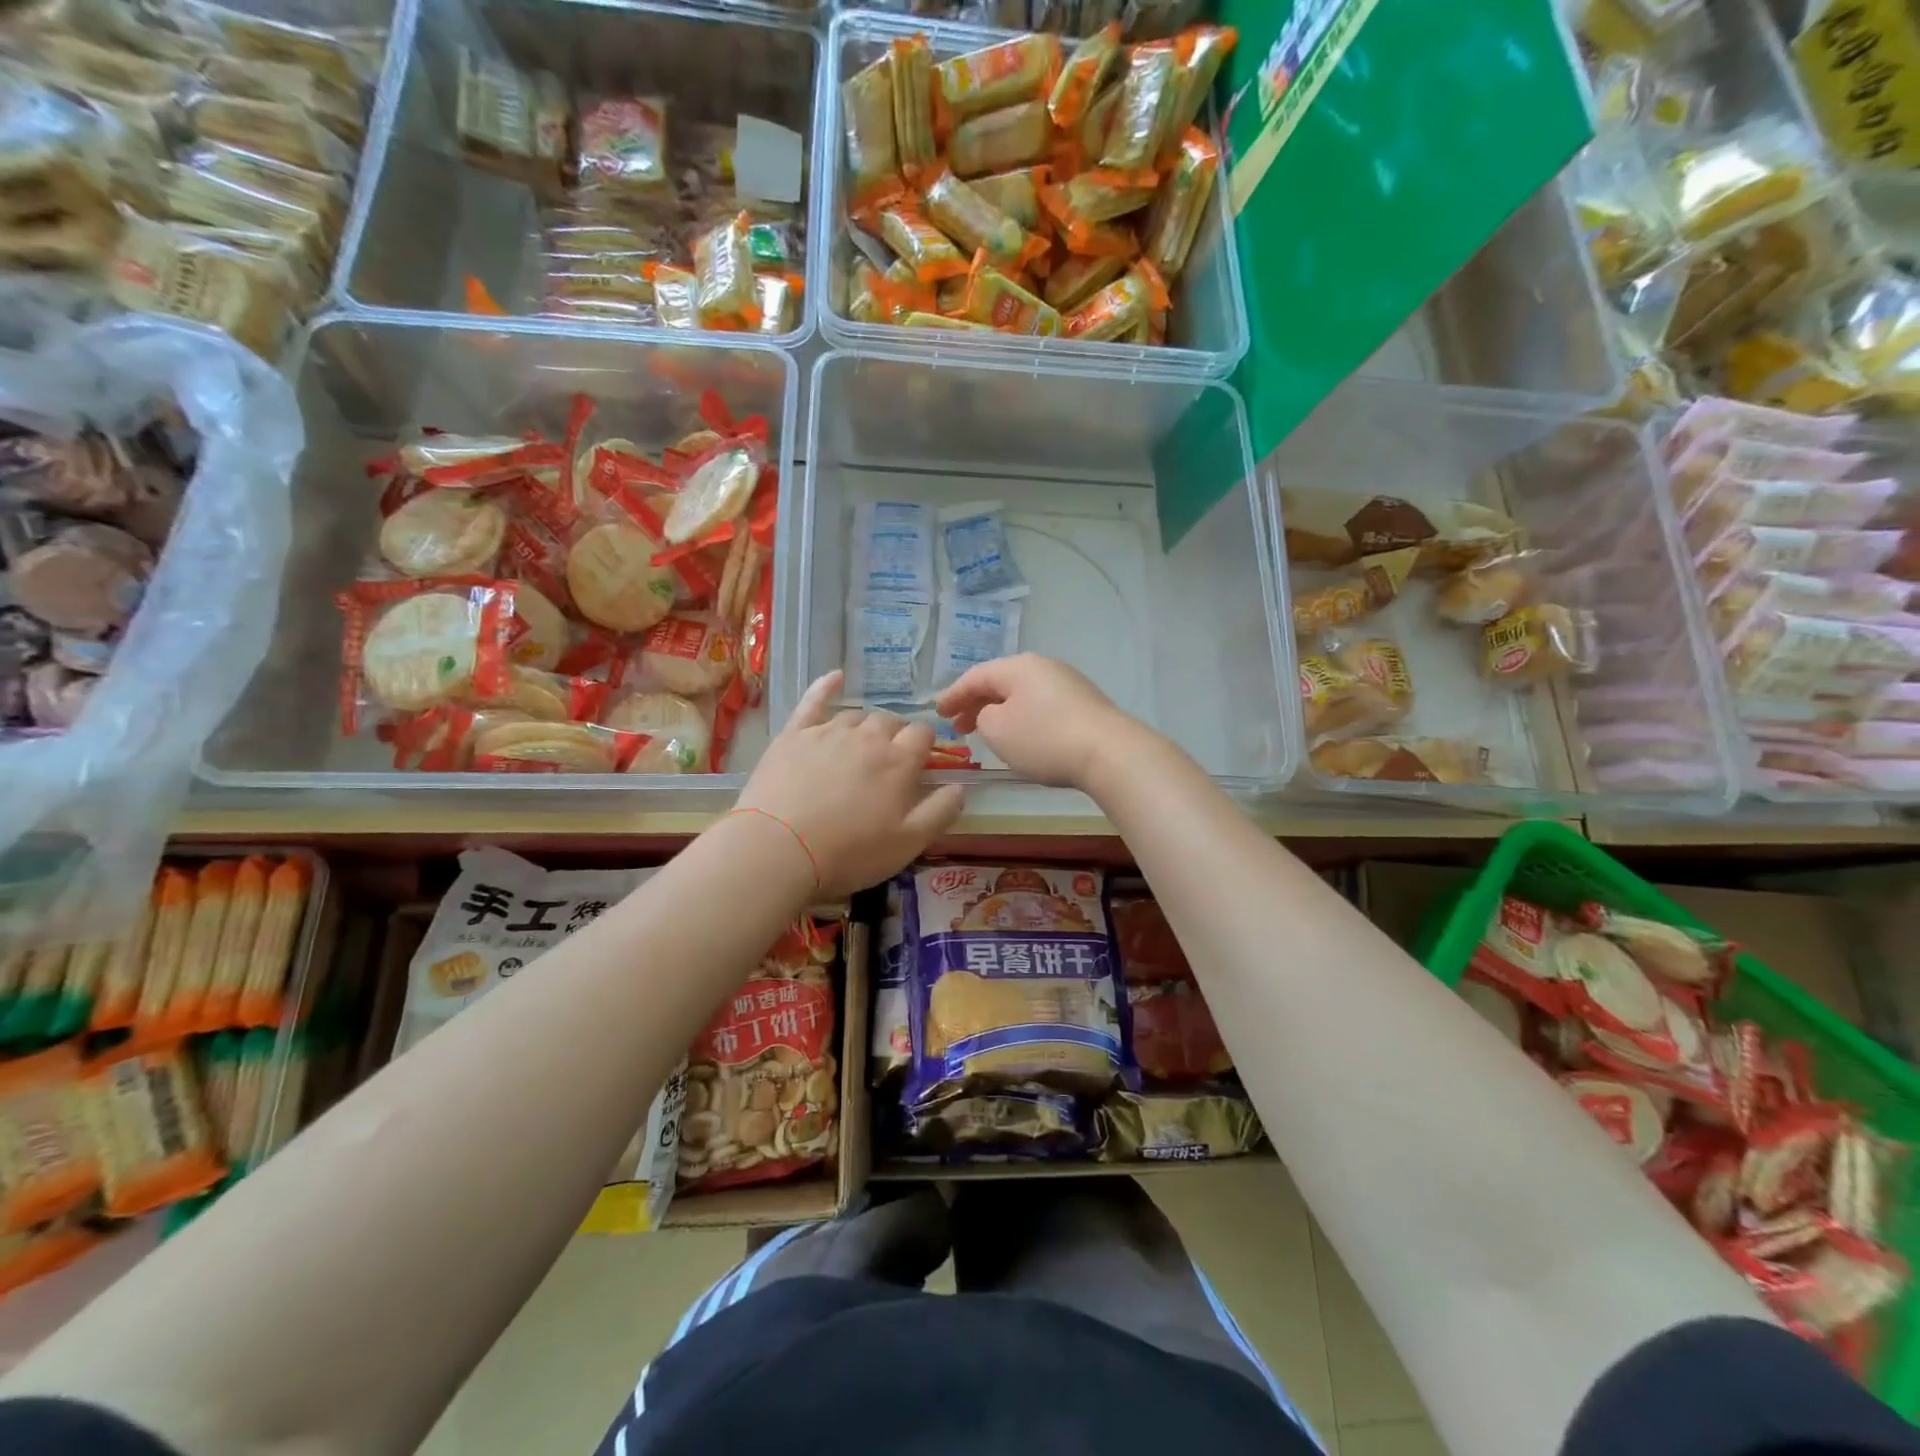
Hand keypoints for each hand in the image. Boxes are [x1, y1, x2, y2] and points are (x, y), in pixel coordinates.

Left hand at [736, 670, 965, 895]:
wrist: (778, 849)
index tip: (919, 764)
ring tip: (859, 749)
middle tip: (886, 765)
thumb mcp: (908, 843)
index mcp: (899, 760)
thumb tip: (960, 786)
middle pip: (890, 721)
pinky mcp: (794, 735)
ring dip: (864, 727)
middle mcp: (867, 736)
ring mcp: (828, 731)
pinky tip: (835, 677)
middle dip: (895, 736)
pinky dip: (826, 686)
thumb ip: (941, 812)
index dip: (925, 746)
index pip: (923, 734)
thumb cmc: (849, 852)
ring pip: (856, 716)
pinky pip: (814, 701)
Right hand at [934, 653, 1149, 790]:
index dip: (952, 695)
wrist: (1109, 753)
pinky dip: (1022, 718)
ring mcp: (1068, 683)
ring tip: (986, 733)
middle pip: (1000, 682)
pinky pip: (1041, 706)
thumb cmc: (1045, 739)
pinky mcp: (1084, 704)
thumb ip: (983, 717)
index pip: (975, 676)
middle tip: (958, 727)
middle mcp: (1043, 666)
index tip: (937, 713)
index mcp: (1018, 666)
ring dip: (999, 712)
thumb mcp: (998, 730)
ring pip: (1021, 694)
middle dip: (975, 704)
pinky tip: (1020, 736)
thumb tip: (992, 714)